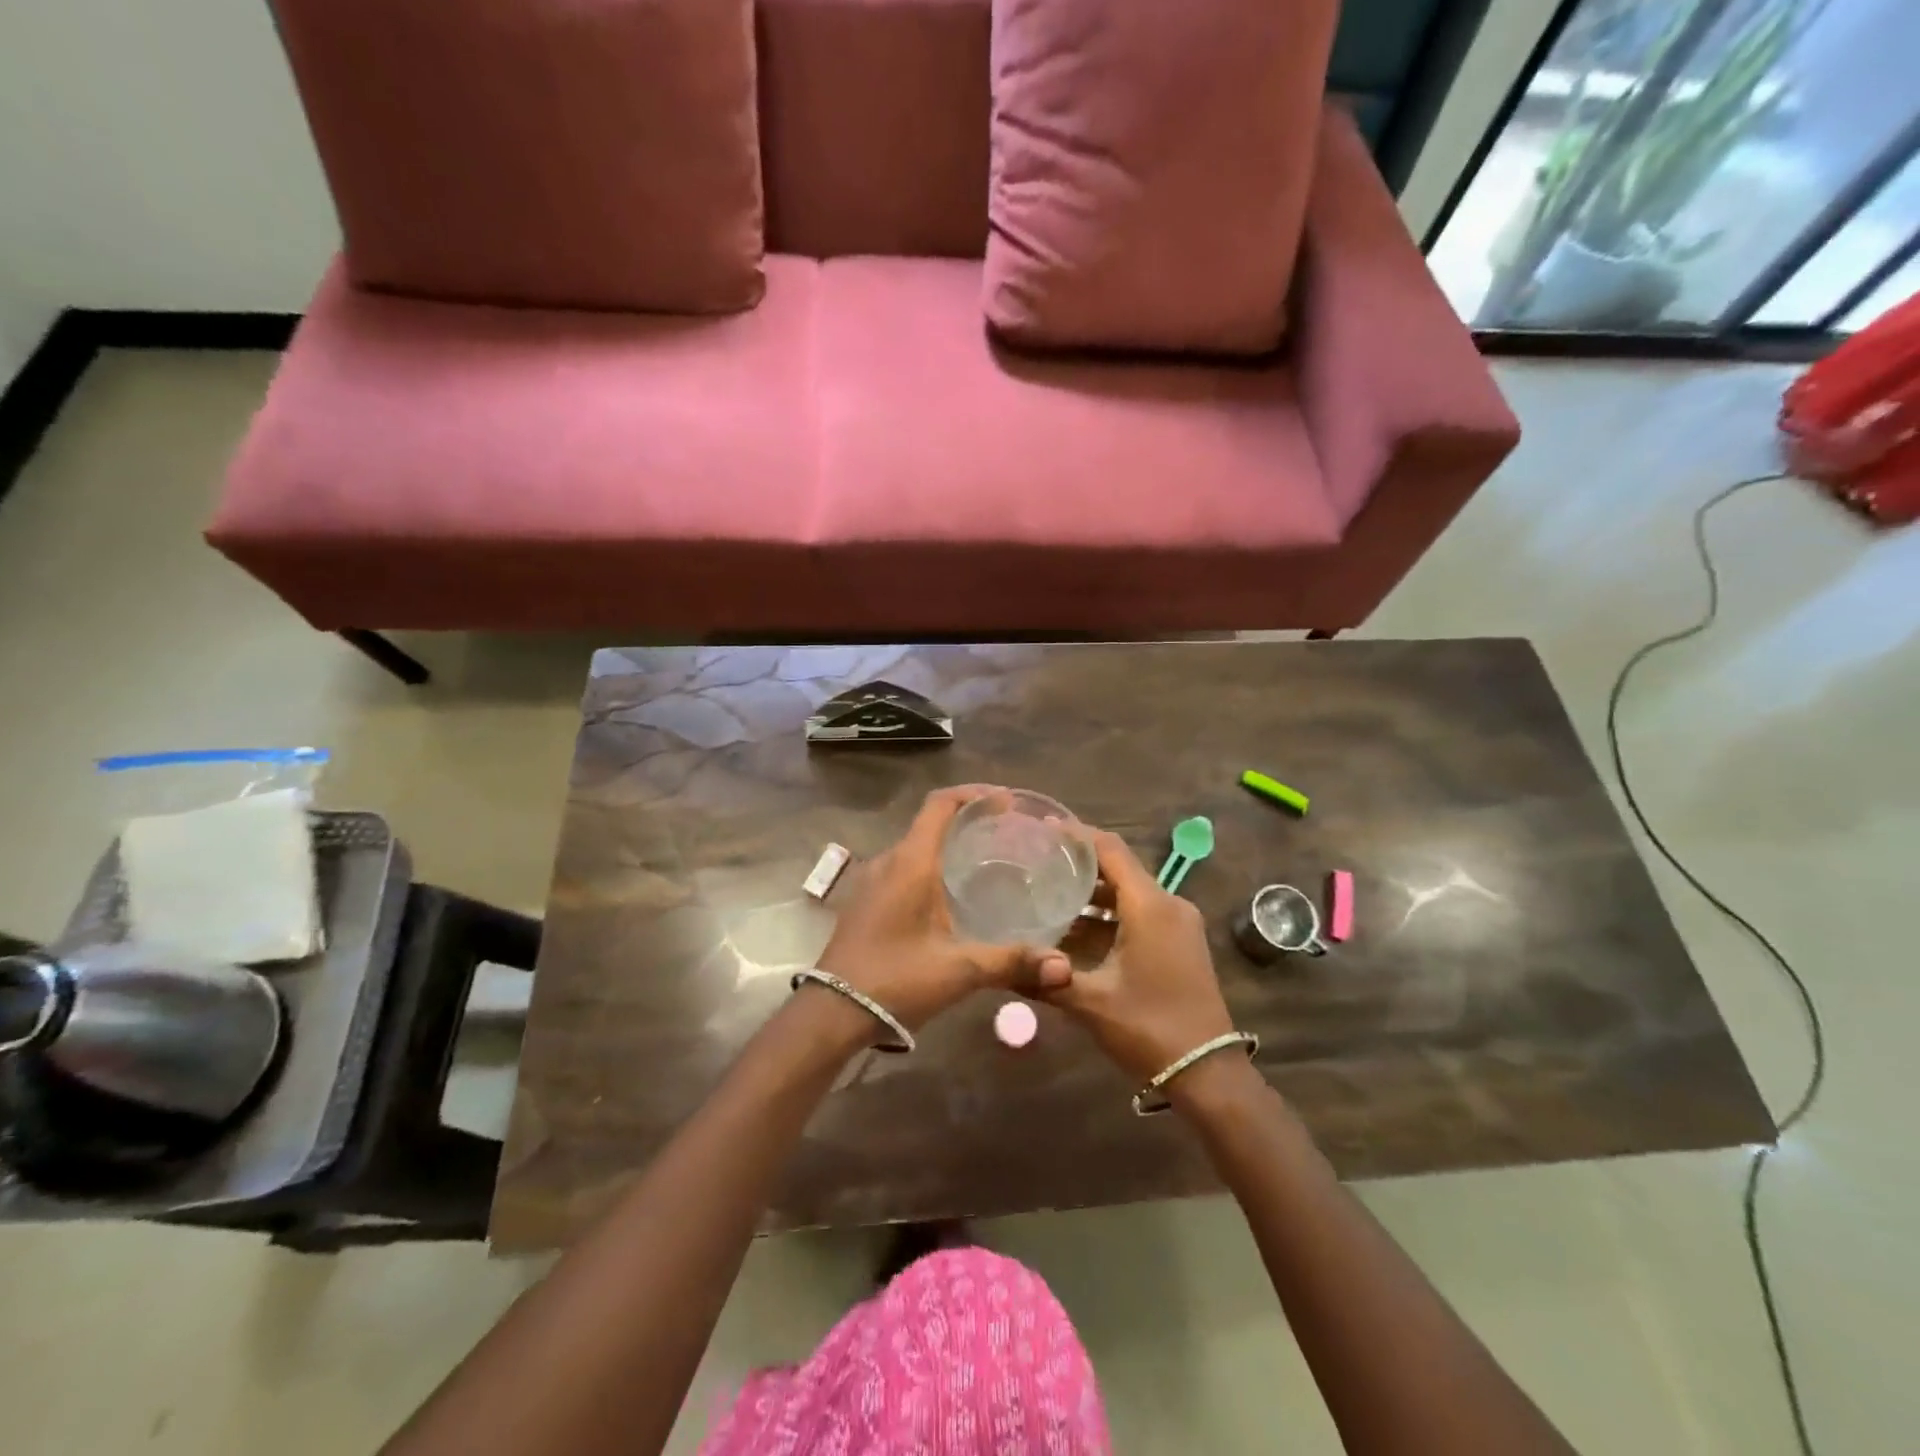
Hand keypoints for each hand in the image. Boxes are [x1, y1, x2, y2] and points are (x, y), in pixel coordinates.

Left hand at [816, 787, 1072, 1030]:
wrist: (831, 1013)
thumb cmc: (895, 980)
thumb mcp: (959, 970)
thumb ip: (1012, 962)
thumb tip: (1064, 967)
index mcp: (910, 862)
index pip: (940, 804)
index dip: (973, 794)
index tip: (1005, 801)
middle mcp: (889, 861)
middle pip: (930, 823)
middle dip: (967, 820)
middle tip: (1006, 833)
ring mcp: (872, 881)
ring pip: (915, 847)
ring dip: (947, 845)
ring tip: (986, 860)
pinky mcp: (866, 902)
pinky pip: (903, 868)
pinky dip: (931, 866)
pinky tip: (952, 895)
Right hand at [1042, 830, 1236, 1083]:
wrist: (1208, 1073)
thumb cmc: (1149, 1027)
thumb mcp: (1090, 1002)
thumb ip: (1045, 979)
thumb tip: (1001, 967)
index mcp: (1150, 906)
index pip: (1110, 849)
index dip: (1076, 835)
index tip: (1040, 830)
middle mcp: (1168, 904)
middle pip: (1119, 868)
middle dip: (1078, 865)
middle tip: (1035, 864)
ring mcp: (1178, 923)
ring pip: (1128, 893)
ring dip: (1091, 895)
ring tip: (1046, 896)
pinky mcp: (1180, 942)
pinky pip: (1139, 913)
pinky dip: (1108, 915)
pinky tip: (1075, 931)